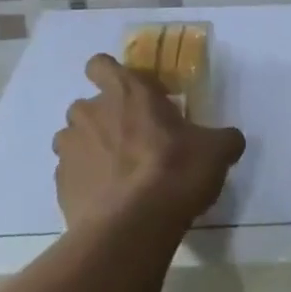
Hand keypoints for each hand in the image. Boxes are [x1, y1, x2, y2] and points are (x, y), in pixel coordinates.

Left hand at [54, 54, 245, 230]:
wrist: (132, 226)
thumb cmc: (176, 170)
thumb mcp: (216, 150)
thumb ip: (222, 138)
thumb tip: (230, 140)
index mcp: (127, 91)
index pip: (100, 65)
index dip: (109, 74)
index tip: (128, 92)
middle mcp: (91, 113)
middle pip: (86, 106)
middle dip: (103, 118)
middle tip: (133, 140)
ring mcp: (70, 150)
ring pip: (72, 140)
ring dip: (90, 150)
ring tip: (117, 174)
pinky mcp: (60, 186)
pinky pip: (70, 176)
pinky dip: (85, 183)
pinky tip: (109, 201)